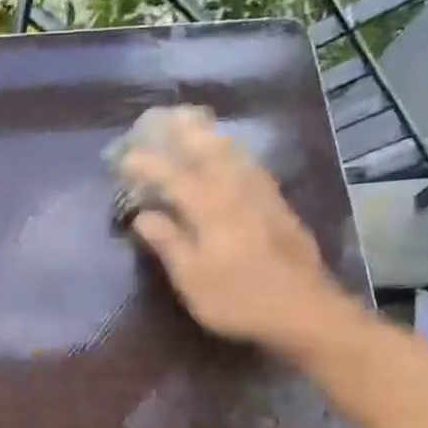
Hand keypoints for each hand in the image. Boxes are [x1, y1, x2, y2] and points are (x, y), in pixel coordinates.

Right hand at [115, 106, 353, 354]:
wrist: (305, 310)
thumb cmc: (238, 300)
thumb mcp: (192, 279)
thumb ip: (168, 242)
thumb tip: (142, 215)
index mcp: (210, 208)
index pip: (172, 175)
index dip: (145, 163)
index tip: (122, 156)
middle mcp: (237, 191)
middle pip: (208, 149)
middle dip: (183, 131)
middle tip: (163, 116)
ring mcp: (263, 195)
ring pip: (234, 152)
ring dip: (210, 135)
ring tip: (195, 123)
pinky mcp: (279, 206)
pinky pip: (251, 165)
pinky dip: (234, 152)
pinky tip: (232, 155)